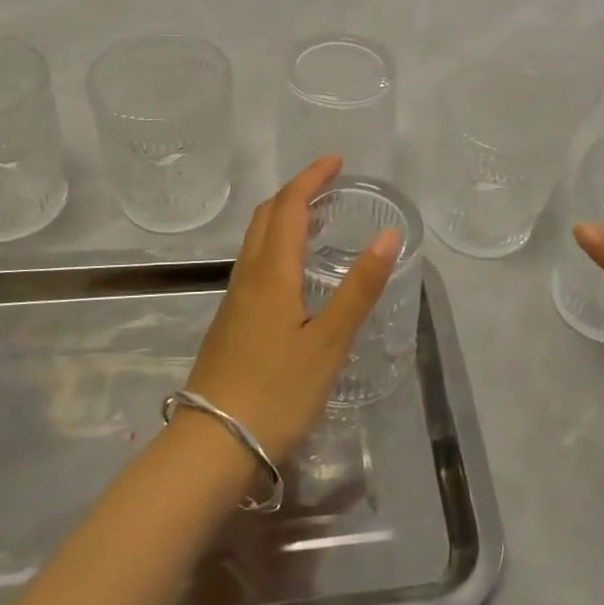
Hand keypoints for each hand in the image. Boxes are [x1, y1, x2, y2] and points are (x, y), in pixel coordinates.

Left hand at [180, 156, 399, 464]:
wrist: (214, 445)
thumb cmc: (278, 391)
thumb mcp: (329, 341)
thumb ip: (359, 287)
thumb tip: (389, 234)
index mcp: (271, 273)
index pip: (289, 207)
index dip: (311, 178)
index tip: (336, 160)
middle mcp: (248, 277)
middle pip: (266, 217)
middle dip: (296, 192)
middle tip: (328, 184)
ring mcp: (234, 301)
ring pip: (256, 241)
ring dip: (284, 218)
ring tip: (316, 219)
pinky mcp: (231, 324)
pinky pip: (254, 265)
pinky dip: (277, 246)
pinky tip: (295, 270)